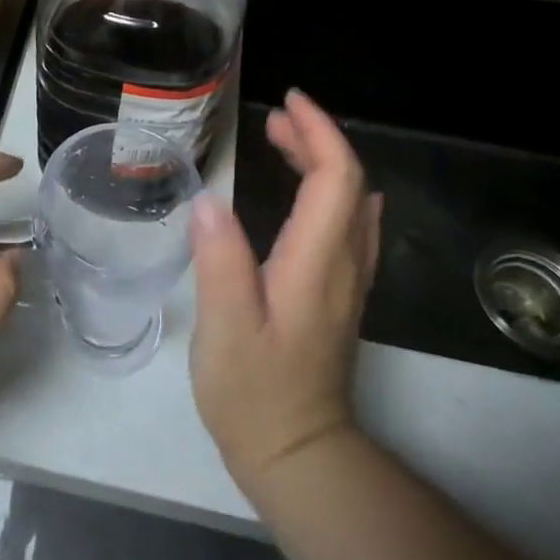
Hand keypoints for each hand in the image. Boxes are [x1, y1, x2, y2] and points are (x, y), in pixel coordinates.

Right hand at [189, 89, 380, 497]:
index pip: (336, 179)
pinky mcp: (337, 297)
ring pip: (351, 204)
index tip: (286, 103)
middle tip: (272, 119)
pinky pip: (348, 225)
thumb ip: (220, 262)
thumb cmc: (255, 394)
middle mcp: (343, 265)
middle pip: (348, 184)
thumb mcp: (225, 330)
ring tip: (280, 140)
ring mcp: (346, 283)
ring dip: (322, 162)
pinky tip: (310, 192)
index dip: (317, 132)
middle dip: (315, 140)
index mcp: (316, 263)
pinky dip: (330, 191)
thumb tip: (209, 201)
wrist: (299, 457)